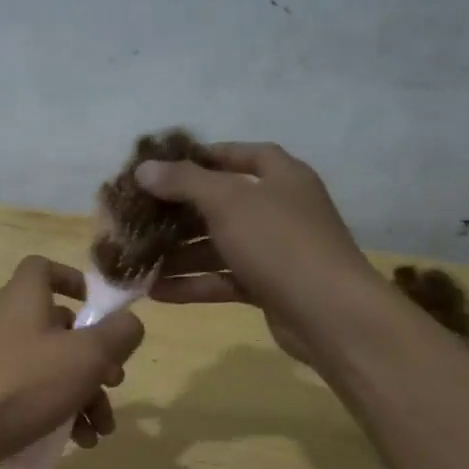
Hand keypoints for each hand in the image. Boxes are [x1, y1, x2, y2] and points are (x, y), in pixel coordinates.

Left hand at [0, 256, 144, 468]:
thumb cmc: (23, 384)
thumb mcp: (85, 356)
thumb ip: (117, 335)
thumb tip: (130, 323)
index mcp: (25, 298)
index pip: (43, 268)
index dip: (72, 279)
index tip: (97, 307)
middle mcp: (9, 322)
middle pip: (61, 327)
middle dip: (95, 358)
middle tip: (114, 382)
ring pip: (53, 367)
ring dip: (85, 395)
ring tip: (102, 429)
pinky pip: (35, 395)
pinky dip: (59, 412)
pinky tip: (79, 442)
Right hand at [133, 142, 381, 364]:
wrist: (330, 313)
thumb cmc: (279, 242)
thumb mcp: (228, 202)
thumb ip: (184, 182)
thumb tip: (144, 168)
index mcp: (282, 178)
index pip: (244, 155)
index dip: (207, 156)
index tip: (167, 166)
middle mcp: (280, 210)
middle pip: (223, 203)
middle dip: (181, 212)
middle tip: (141, 217)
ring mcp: (275, 251)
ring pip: (219, 245)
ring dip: (180, 253)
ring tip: (139, 260)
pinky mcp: (268, 287)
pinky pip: (223, 279)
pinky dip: (193, 284)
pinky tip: (156, 292)